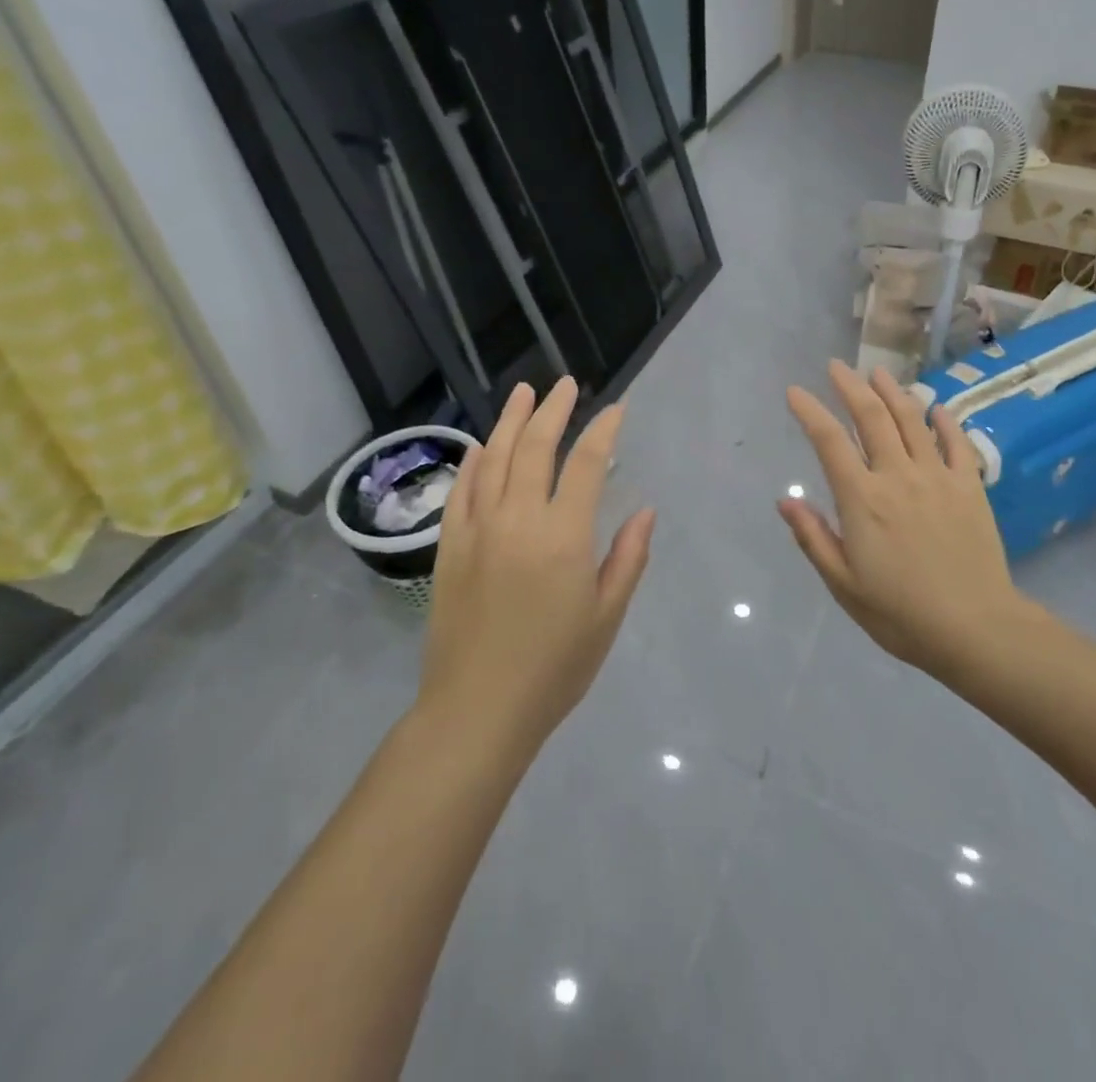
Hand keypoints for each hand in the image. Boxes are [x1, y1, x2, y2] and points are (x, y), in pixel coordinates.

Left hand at [419, 378, 654, 750]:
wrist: (477, 710)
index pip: (587, 464)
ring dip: (511, 422)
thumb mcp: (606, 616)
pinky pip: (461, 492)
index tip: (616, 409)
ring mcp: (478, 530)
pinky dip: (473, 462)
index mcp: (563, 536)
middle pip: (536, 448)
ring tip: (523, 393)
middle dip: (553, 410)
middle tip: (564, 384)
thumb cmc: (554, 667)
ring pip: (495, 459)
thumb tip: (645, 511)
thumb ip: (628, 558)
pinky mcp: (450, 548)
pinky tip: (482, 446)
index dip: (604, 431)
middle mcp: (518, 520)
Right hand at [779, 361, 1027, 675]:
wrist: (975, 628)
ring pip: (912, 420)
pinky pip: (956, 442)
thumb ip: (814, 538)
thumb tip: (786, 500)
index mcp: (862, 499)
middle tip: (837, 366)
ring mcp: (937, 477)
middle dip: (850, 386)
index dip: (810, 411)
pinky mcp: (969, 486)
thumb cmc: (900, 613)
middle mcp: (897, 475)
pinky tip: (935, 408)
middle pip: (871, 417)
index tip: (795, 391)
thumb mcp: (844, 584)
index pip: (829, 441)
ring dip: (893, 392)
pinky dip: (944, 420)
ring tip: (879, 374)